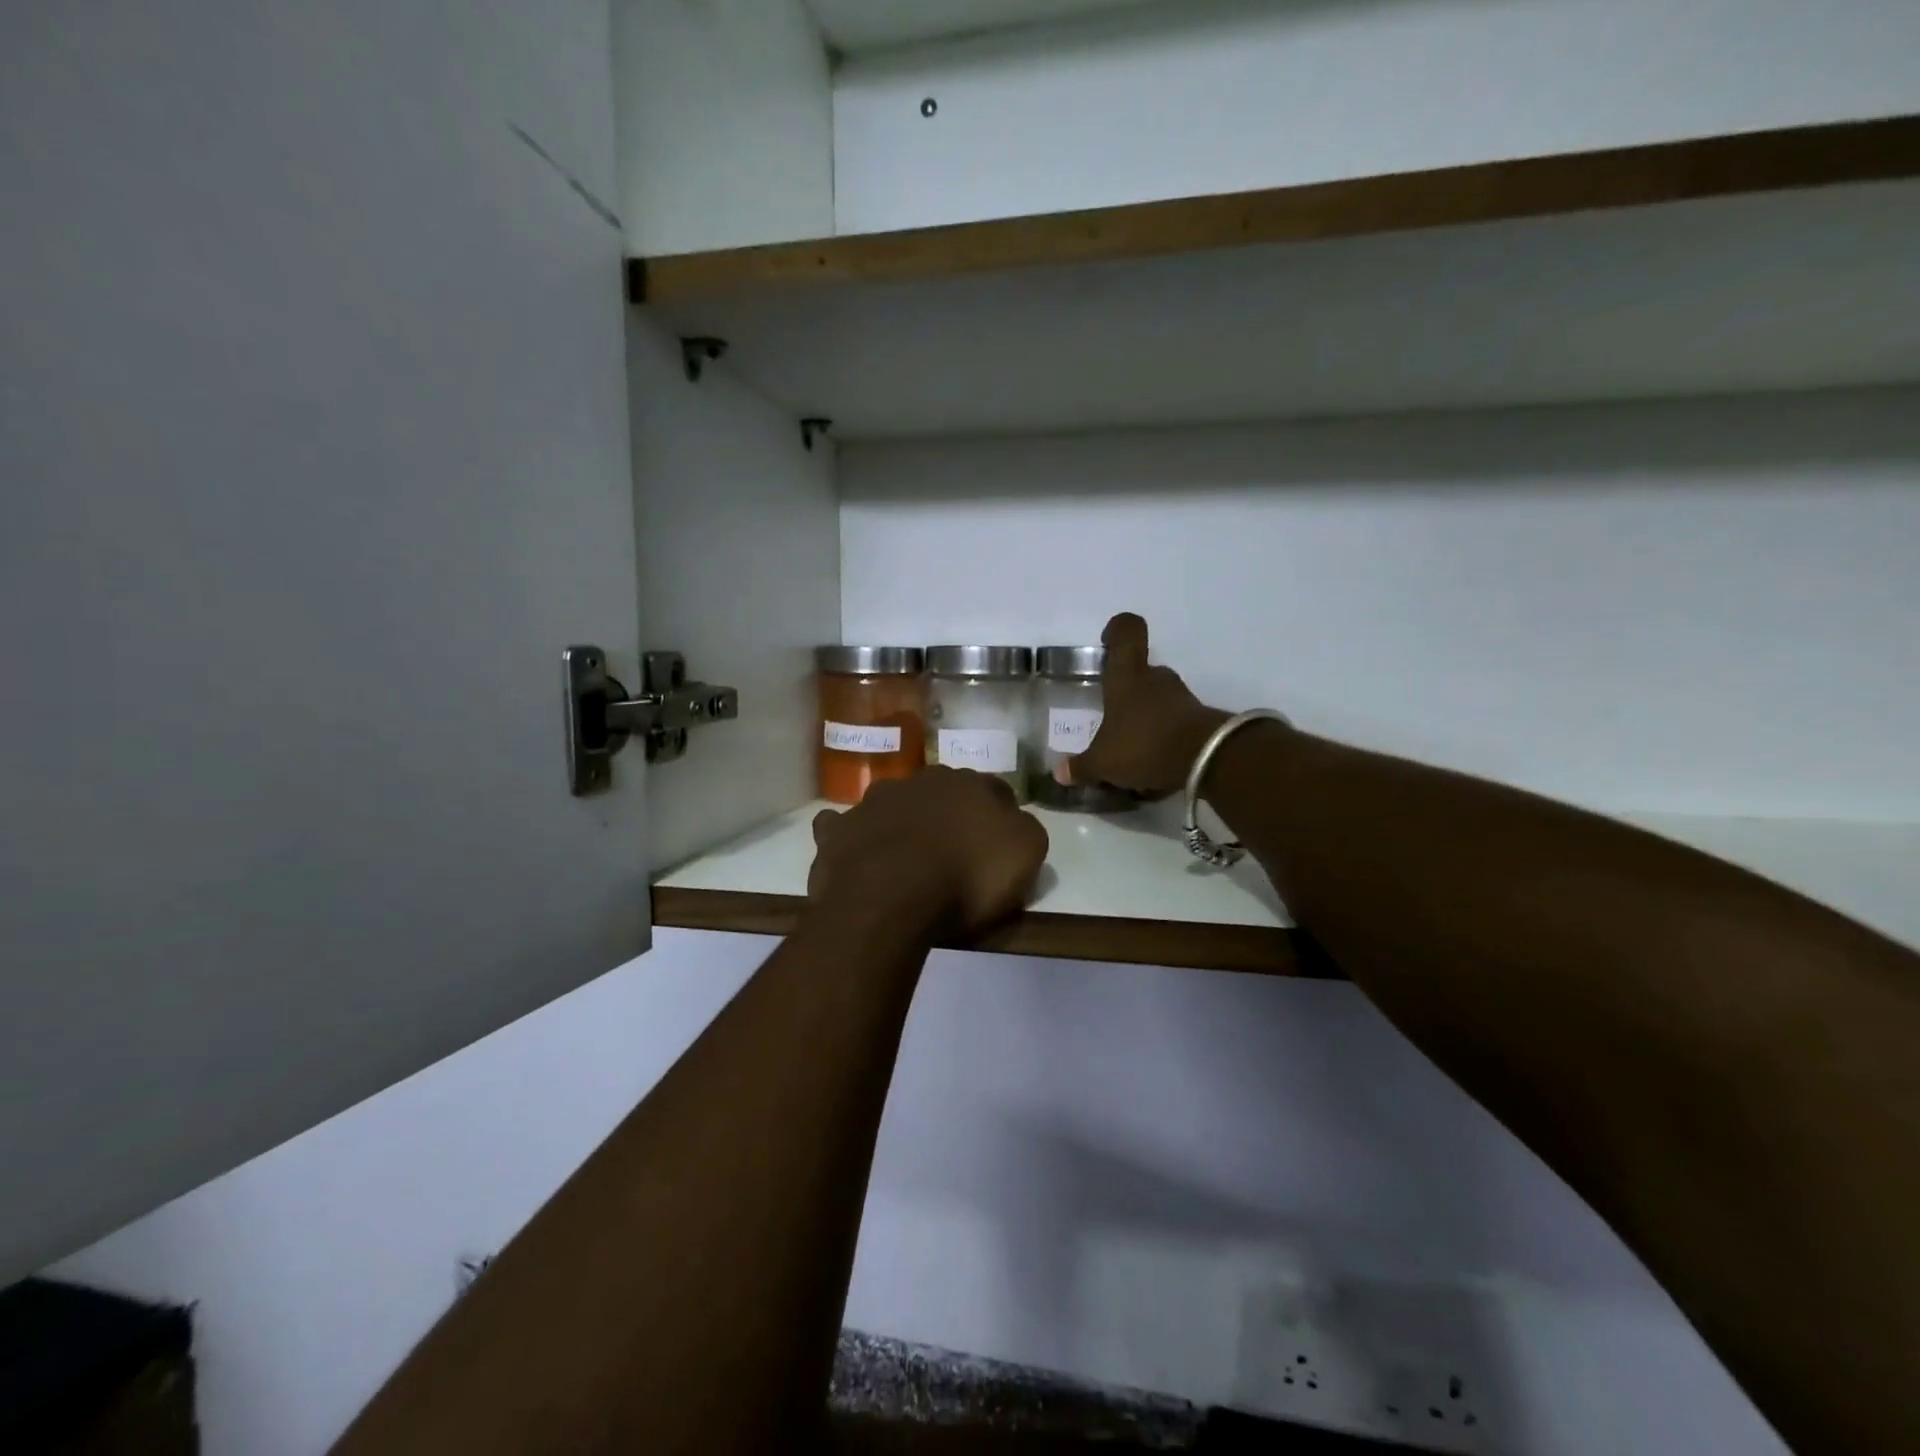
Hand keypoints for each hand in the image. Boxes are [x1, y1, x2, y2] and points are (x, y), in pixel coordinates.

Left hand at [809, 768, 1048, 936]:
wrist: (891, 896)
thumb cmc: (966, 877)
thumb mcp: (1024, 855)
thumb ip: (1025, 830)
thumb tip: (1015, 820)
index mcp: (968, 784)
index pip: (994, 790)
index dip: (999, 816)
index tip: (1000, 844)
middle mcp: (920, 781)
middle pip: (942, 793)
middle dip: (947, 813)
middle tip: (952, 849)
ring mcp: (874, 801)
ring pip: (892, 803)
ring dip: (900, 819)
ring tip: (903, 854)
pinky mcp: (838, 830)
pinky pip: (843, 826)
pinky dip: (850, 835)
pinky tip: (854, 852)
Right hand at [1062, 613, 1229, 797]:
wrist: (1206, 759)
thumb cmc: (1144, 744)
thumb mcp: (1103, 762)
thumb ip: (1081, 767)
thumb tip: (1060, 773)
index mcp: (1127, 676)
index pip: (1127, 632)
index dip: (1117, 630)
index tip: (1107, 641)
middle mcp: (1155, 678)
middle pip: (1141, 670)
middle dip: (1126, 689)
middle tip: (1110, 713)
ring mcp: (1181, 697)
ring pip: (1157, 697)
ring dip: (1145, 715)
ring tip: (1130, 745)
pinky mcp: (1198, 719)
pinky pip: (1173, 721)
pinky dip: (1162, 735)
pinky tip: (1150, 762)